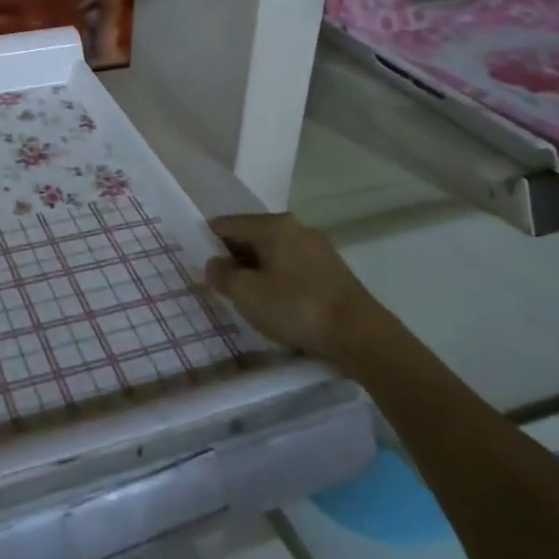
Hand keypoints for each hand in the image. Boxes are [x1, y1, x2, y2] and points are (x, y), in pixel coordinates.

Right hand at [203, 213, 379, 368]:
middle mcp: (295, 227)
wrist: (360, 335)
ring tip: (247, 297)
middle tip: (220, 284)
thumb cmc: (296, 307)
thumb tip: (213, 264)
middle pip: (251, 236)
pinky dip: (278, 278)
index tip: (198, 265)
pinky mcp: (331, 269)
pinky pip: (292, 266)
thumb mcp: (247, 294)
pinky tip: (276, 302)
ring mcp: (317, 247)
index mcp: (272, 225)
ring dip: (256, 270)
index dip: (207, 242)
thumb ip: (222, 275)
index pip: (226, 224)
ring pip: (273, 252)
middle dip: (233, 257)